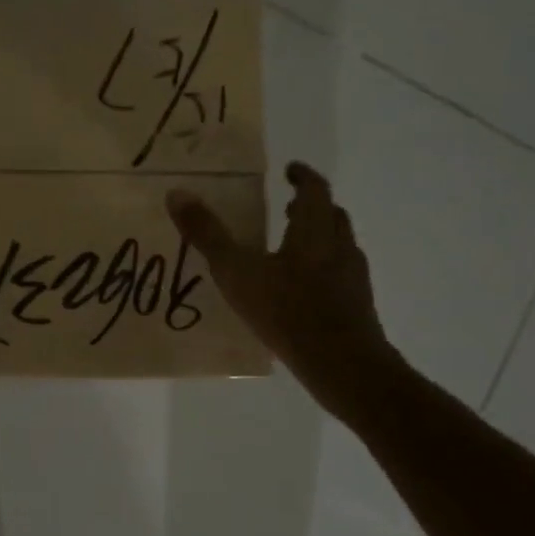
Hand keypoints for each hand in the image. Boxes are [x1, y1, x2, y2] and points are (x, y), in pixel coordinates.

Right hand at [167, 161, 400, 415]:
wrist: (342, 364)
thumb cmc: (287, 311)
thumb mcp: (237, 272)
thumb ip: (207, 235)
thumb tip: (177, 194)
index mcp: (314, 230)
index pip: (315, 189)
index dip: (302, 176)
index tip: (290, 170)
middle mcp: (339, 247)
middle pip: (332, 215)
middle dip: (310, 207)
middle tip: (287, 207)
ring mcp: (353, 278)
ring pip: (339, 246)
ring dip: (319, 239)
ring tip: (291, 249)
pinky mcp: (357, 306)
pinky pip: (340, 276)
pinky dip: (323, 271)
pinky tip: (301, 292)